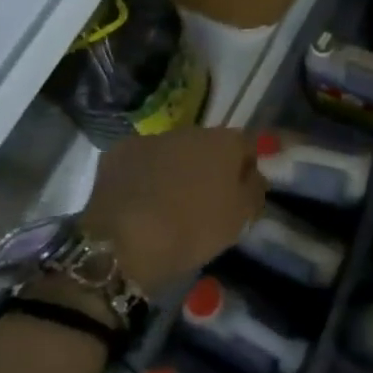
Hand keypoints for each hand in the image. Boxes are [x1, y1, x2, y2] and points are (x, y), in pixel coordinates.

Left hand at [84, 127, 265, 292]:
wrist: (122, 241)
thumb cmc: (192, 229)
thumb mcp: (239, 219)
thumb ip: (254, 190)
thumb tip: (254, 175)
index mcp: (224, 142)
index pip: (248, 145)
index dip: (247, 167)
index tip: (243, 192)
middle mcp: (190, 131)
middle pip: (208, 146)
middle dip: (209, 167)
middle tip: (205, 202)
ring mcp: (151, 139)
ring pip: (173, 152)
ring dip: (176, 170)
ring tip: (168, 204)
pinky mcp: (118, 153)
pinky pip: (142, 162)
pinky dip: (144, 176)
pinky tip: (139, 202)